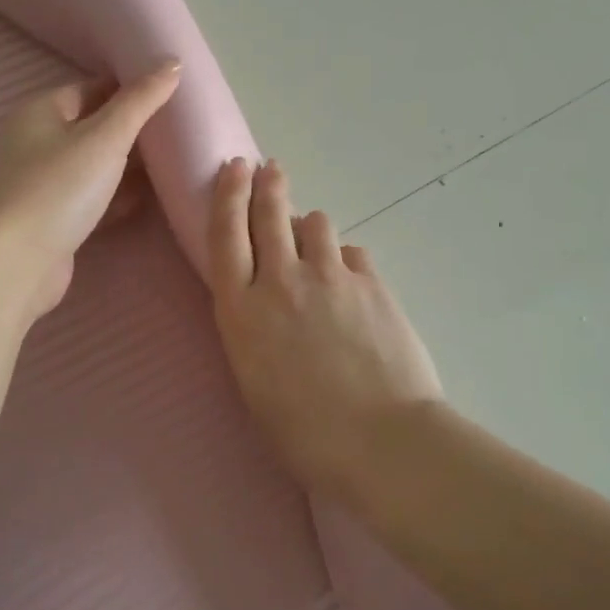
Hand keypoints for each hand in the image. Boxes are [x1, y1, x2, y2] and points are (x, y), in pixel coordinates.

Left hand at [0, 61, 181, 319]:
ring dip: (129, 164)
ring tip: (175, 160)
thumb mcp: (106, 137)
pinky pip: (94, 195)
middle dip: (134, 128)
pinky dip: (118, 194)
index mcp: (41, 111)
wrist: (19, 263)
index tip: (173, 93)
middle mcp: (38, 141)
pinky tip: (150, 198)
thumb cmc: (60, 187)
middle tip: (180, 128)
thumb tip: (173, 61)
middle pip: (95, 126)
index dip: (131, 88)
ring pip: (96, 163)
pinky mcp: (55, 216)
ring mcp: (45, 181)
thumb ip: (141, 100)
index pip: (93, 88)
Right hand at [206, 157, 444, 498]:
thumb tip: (267, 300)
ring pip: (316, 223)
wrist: (382, 441)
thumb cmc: (306, 434)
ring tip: (314, 240)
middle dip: (266, 184)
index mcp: (243, 310)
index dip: (227, 196)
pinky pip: (351, 254)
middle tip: (268, 167)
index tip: (233, 168)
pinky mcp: (370, 283)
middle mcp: (281, 281)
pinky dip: (346, 261)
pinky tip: (351, 282)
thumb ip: (255, 330)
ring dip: (310, 226)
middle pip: (269, 214)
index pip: (226, 235)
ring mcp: (329, 276)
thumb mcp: (255, 383)